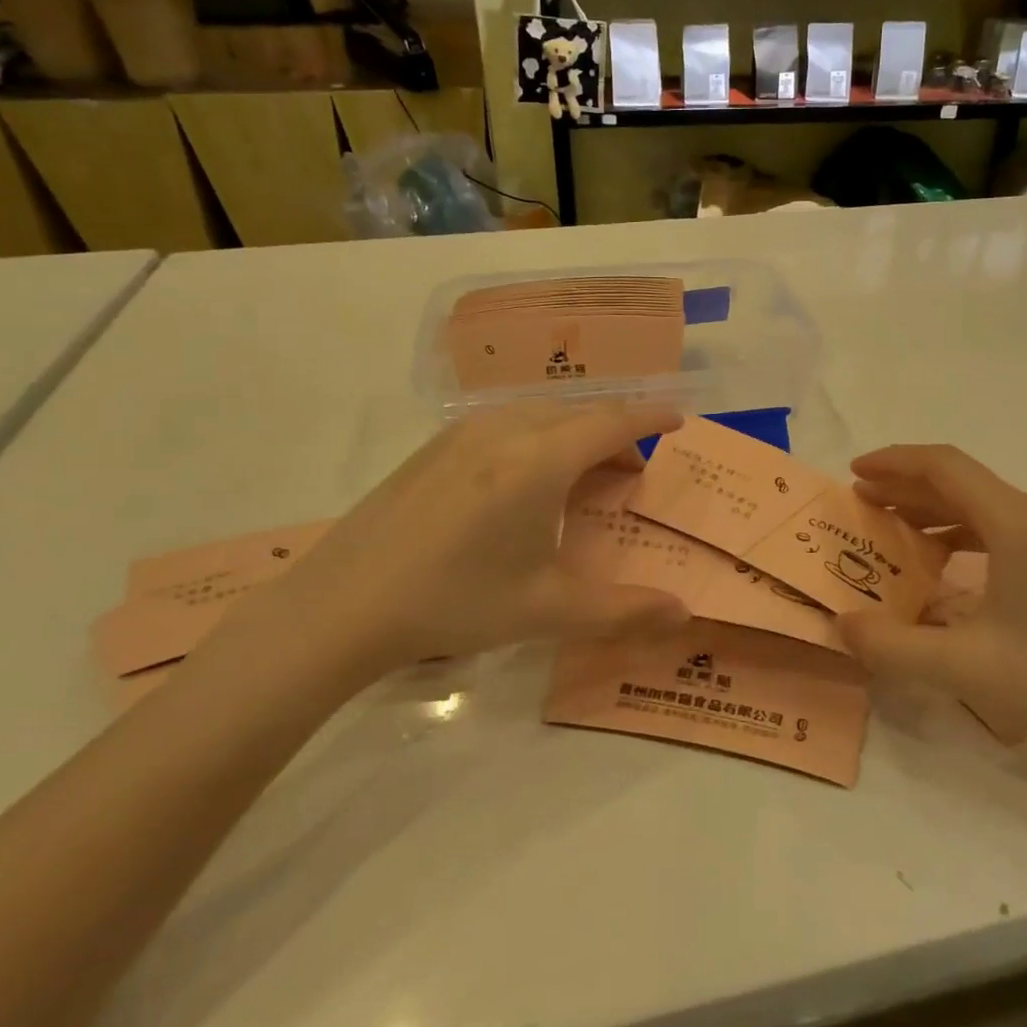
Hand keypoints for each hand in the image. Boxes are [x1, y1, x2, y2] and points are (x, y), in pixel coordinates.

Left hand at [202, 403, 691, 698]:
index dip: (651, 416)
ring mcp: (463, 433)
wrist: (343, 604)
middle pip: (579, 413)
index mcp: (541, 459)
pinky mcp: (434, 446)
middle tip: (631, 474)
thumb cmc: (456, 601)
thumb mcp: (547, 610)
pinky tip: (524, 482)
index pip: (613, 421)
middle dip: (616, 434)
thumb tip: (683, 613)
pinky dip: (538, 437)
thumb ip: (623, 609)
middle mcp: (506, 430)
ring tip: (582, 478)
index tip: (678, 419)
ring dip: (574, 434)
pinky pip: (505, 422)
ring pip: (541, 414)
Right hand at [839, 445, 1026, 772]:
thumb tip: (841, 625)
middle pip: (962, 482)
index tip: (854, 472)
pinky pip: (1009, 524)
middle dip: (906, 488)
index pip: (944, 467)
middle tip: (863, 502)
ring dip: (935, 510)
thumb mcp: (965, 670)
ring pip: (986, 503)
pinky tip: (946, 558)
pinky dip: (967, 530)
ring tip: (894, 528)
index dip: (893, 462)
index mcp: (1019, 522)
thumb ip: (891, 647)